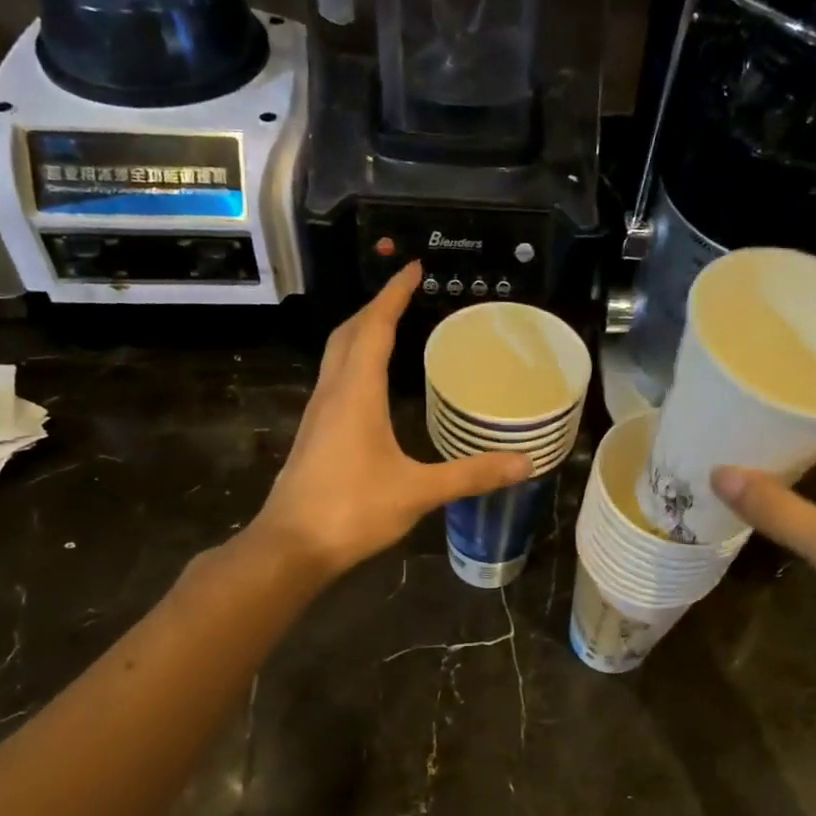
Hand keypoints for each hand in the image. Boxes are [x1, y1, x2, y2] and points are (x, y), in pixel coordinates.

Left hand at [255, 263, 529, 576]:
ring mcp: (318, 415)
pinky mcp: (315, 436)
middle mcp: (332, 393)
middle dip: (375, 309)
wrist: (291, 546)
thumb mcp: (418, 491)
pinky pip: (335, 382)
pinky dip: (355, 366)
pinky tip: (372, 387)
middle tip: (405, 296)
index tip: (412, 268)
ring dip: (361, 335)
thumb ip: (471, 474)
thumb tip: (524, 463)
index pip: (375, 328)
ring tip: (391, 330)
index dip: (394, 295)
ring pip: (336, 358)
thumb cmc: (352, 509)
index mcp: (356, 392)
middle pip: (349, 334)